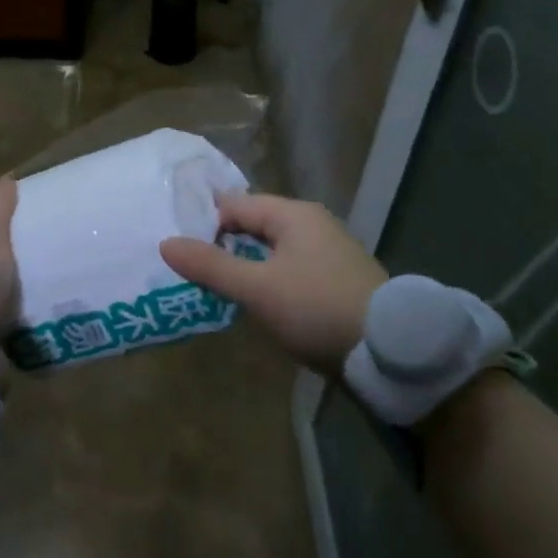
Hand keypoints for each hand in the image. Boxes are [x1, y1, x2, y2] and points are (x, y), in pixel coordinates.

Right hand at [160, 192, 385, 375]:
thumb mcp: (257, 288)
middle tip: (192, 271)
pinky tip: (257, 303)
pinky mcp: (338, 279)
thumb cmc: (317, 308)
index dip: (205, 224)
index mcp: (293, 214)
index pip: (235, 205)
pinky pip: (291, 268)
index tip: (181, 251)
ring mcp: (328, 251)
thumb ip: (211, 265)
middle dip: (224, 245)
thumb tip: (166, 243)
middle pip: (254, 225)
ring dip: (246, 265)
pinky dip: (269, 279)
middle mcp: (312, 223)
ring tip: (217, 289)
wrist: (390, 351)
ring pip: (272, 249)